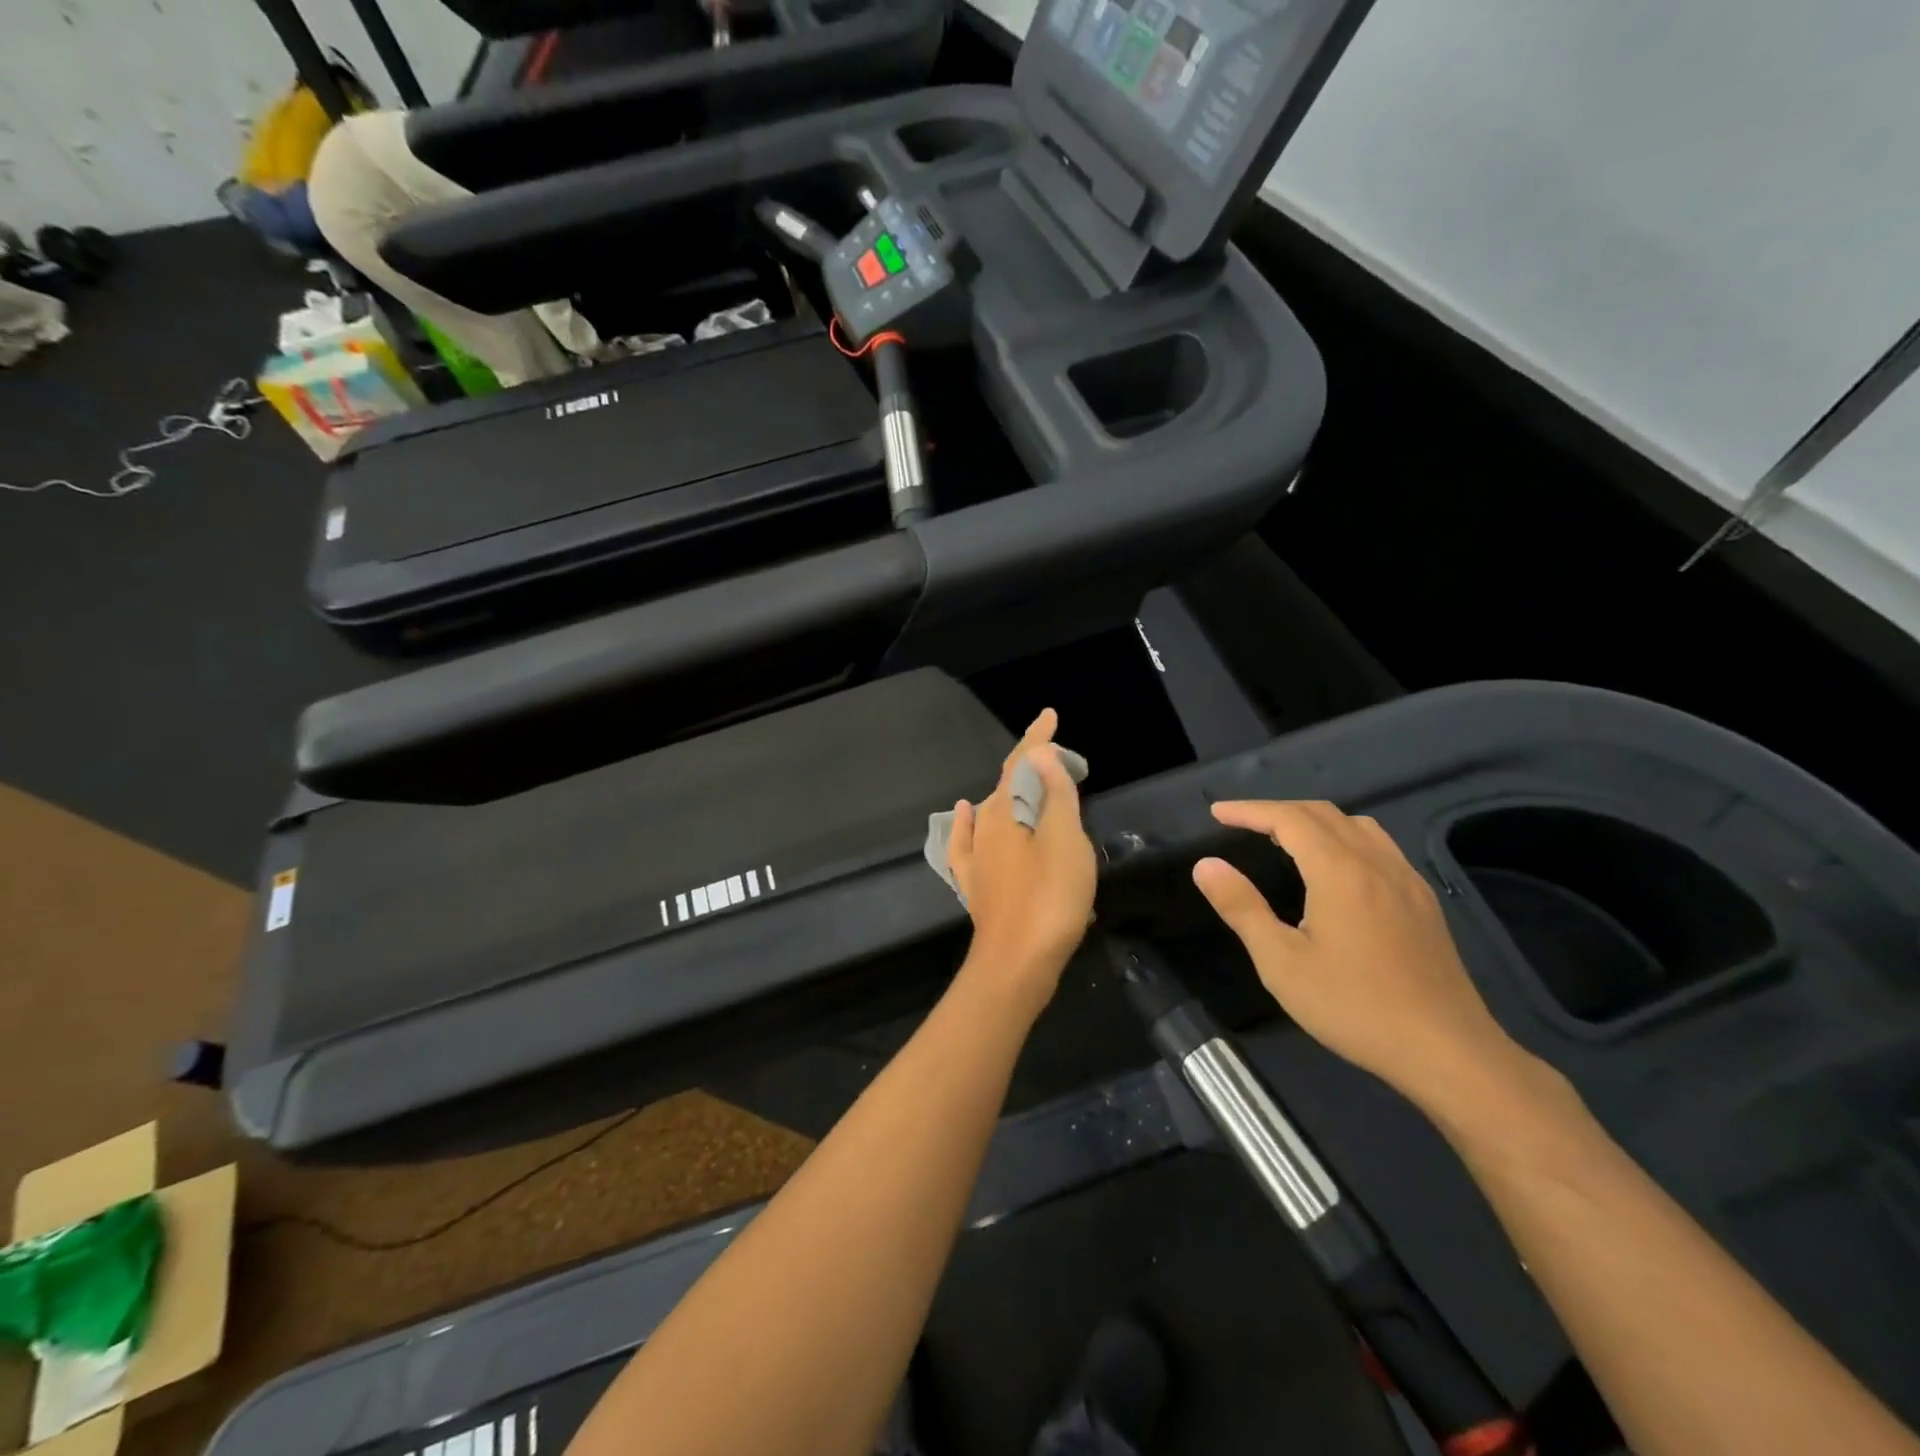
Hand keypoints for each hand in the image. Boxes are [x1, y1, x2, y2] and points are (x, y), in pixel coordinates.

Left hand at [948, 709, 1096, 1010]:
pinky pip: (971, 841)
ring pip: (995, 812)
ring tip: (1036, 786)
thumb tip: (1039, 753)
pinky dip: (972, 822)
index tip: (1050, 716)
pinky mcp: (976, 884)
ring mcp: (976, 858)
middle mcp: (984, 828)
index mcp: (1005, 812)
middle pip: (1008, 785)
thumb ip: (1054, 795)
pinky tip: (967, 814)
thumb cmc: (1049, 898)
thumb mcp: (1064, 841)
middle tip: (1064, 762)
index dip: (1037, 738)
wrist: (1016, 964)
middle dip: (1033, 767)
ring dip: (1015, 794)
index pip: (1021, 763)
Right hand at [1193, 800, 1529, 1117]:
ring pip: (1357, 826)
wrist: (1447, 1051)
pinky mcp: (1424, 902)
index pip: (1288, 818)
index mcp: (1339, 871)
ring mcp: (1407, 880)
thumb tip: (1206, 865)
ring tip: (1285, 839)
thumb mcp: (1281, 963)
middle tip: (1243, 823)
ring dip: (1315, 821)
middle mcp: (1376, 862)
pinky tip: (1337, 870)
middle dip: (1278, 811)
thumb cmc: (1354, 1006)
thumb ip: (1242, 907)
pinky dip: (1345, 838)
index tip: (1217, 812)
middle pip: (1323, 814)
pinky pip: (1380, 847)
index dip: (1250, 810)